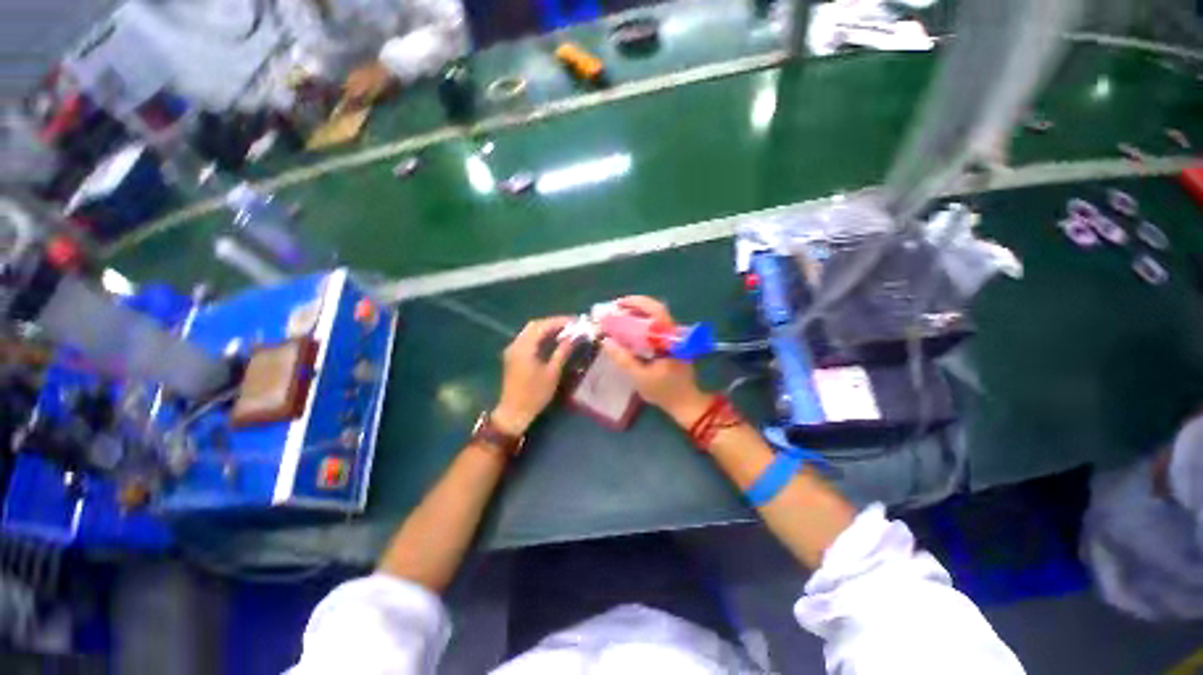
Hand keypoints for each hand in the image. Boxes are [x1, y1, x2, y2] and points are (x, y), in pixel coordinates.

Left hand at [493, 317, 574, 435]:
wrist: (514, 412)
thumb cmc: (535, 394)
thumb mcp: (552, 372)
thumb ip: (562, 351)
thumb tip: (575, 337)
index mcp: (524, 347)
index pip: (542, 325)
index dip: (559, 321)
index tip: (575, 321)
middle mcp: (516, 344)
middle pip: (535, 326)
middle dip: (554, 323)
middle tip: (571, 325)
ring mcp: (513, 350)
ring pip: (531, 332)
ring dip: (547, 329)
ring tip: (566, 331)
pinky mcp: (514, 356)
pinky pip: (528, 339)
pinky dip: (541, 337)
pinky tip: (554, 340)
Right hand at [599, 296, 712, 427]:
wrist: (686, 403)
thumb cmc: (664, 391)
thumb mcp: (640, 377)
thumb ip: (623, 359)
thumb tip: (606, 341)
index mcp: (670, 339)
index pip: (657, 311)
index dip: (638, 303)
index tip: (619, 304)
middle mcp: (674, 333)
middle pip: (656, 311)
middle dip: (634, 307)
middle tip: (615, 311)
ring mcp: (674, 338)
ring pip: (655, 319)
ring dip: (637, 315)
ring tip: (619, 319)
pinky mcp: (672, 344)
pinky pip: (656, 328)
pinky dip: (641, 325)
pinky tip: (629, 332)